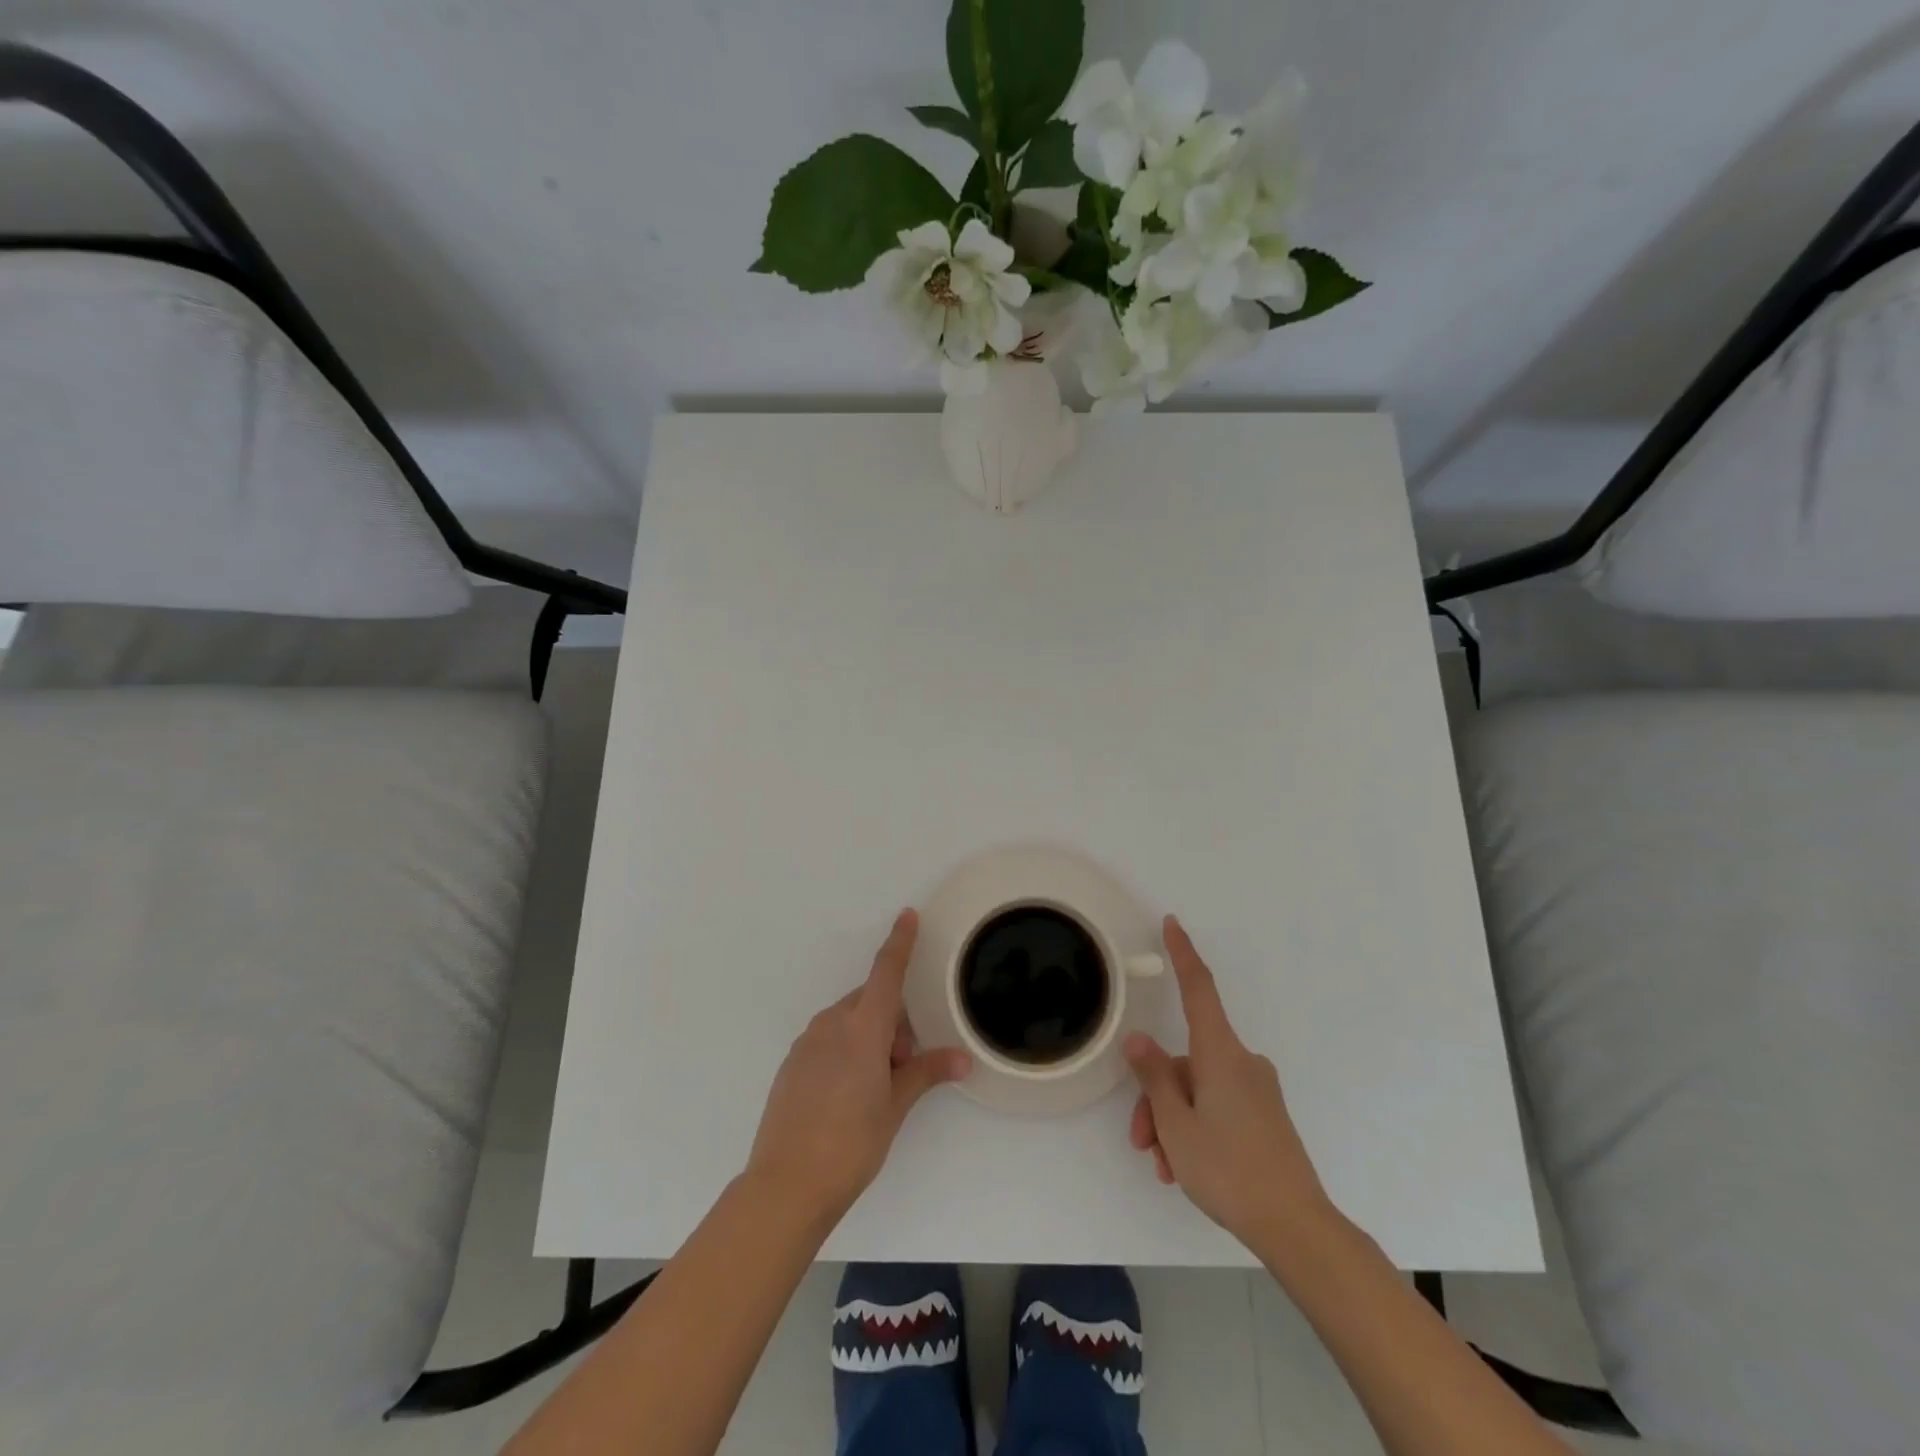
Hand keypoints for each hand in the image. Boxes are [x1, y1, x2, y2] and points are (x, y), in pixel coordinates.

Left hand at [746, 909, 970, 1226]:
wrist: (785, 1185)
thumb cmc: (851, 1143)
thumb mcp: (894, 1107)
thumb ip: (926, 1073)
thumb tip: (962, 1058)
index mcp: (862, 1028)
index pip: (886, 972)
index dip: (899, 942)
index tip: (907, 915)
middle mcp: (832, 1024)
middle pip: (871, 1002)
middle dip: (892, 1023)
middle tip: (902, 1067)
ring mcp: (807, 1042)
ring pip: (849, 1021)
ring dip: (869, 1038)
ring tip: (876, 1088)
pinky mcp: (792, 1063)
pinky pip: (828, 1039)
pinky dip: (846, 1050)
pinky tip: (846, 1095)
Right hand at [1125, 916, 1331, 1246]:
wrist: (1296, 1227)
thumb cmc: (1229, 1169)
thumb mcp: (1176, 1124)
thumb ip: (1154, 1076)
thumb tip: (1139, 1039)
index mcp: (1220, 1054)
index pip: (1198, 989)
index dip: (1183, 954)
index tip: (1173, 923)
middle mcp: (1241, 1062)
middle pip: (1184, 1059)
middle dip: (1156, 1096)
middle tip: (1143, 1142)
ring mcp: (1256, 1089)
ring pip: (1197, 1088)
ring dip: (1173, 1120)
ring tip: (1164, 1165)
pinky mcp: (1264, 1115)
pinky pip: (1217, 1105)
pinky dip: (1195, 1127)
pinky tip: (1184, 1168)